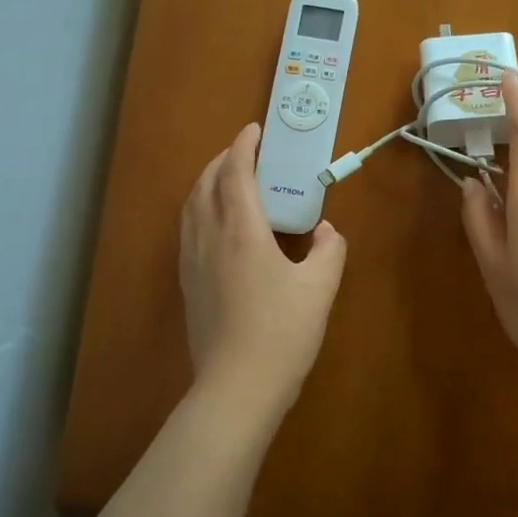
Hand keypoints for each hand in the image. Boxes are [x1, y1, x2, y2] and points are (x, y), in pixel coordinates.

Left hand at [180, 122, 347, 416]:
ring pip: (191, 207)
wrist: (237, 387)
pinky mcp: (187, 285)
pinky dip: (200, 210)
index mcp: (242, 232)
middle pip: (205, 184)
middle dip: (222, 160)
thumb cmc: (283, 332)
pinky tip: (217, 226)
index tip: (254, 130)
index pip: (235, 173)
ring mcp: (192, 262)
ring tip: (227, 180)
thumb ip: (330, 249)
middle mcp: (209, 238)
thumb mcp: (321, 287)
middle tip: (245, 152)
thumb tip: (326, 231)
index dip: (243, 146)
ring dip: (206, 183)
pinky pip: (188, 230)